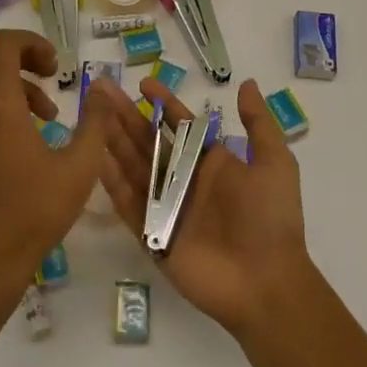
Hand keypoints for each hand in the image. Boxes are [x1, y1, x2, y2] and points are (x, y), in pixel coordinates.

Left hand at [0, 29, 108, 291]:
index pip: (3, 44)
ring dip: (17, 86)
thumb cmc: (33, 212)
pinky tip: (27, 139)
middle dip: (27, 61)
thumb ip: (96, 122)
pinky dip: (2, 105)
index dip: (32, 43)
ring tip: (48, 116)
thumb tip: (102, 87)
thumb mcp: (79, 167)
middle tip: (56, 80)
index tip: (58, 66)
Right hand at [93, 76, 310, 334]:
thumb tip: (246, 83)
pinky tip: (95, 157)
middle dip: (126, 116)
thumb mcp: (275, 163)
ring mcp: (166, 208)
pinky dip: (112, 182)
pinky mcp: (152, 235)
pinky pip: (128, 204)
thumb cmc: (271, 219)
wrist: (266, 282)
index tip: (143, 84)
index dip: (163, 103)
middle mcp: (185, 181)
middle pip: (149, 141)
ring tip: (91, 115)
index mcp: (210, 163)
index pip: (181, 125)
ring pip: (133, 166)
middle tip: (101, 91)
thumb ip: (258, 124)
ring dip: (113, 140)